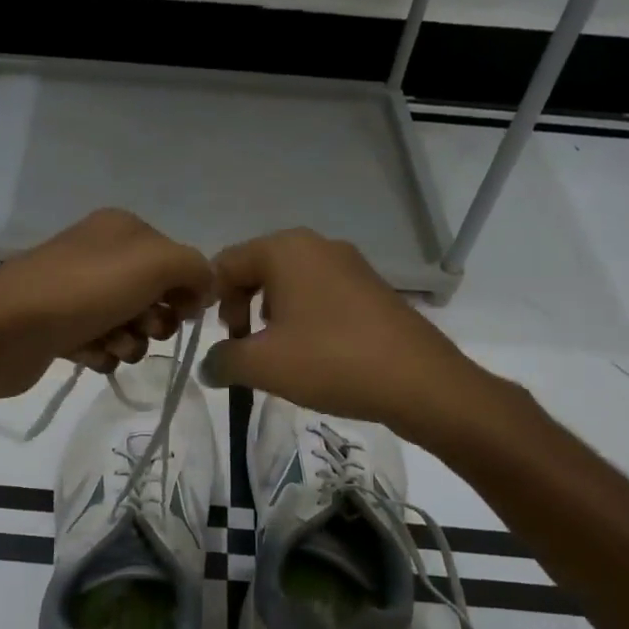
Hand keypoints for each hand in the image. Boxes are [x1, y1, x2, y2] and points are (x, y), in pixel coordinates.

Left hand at [0, 209, 212, 402]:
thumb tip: (204, 288)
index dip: (186, 291)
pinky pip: (101, 344)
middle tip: (142, 328)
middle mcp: (101, 255)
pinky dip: (102, 354)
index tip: (183, 313)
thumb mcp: (155, 264)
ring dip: (129, 343)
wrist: (5, 330)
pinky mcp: (61, 327)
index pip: (177, 261)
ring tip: (110, 345)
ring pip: (130, 325)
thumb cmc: (85, 290)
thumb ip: (195, 269)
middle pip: (155, 296)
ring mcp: (78, 292)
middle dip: (156, 321)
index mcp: (123, 229)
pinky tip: (89, 355)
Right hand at [199, 228, 511, 442]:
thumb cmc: (331, 361)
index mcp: (286, 249)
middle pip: (258, 268)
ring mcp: (350, 264)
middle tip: (243, 345)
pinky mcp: (371, 288)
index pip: (226, 262)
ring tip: (277, 354)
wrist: (420, 382)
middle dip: (241, 306)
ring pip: (290, 283)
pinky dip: (304, 318)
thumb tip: (207, 365)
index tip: (218, 338)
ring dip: (272, 314)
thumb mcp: (262, 364)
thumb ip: (223, 360)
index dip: (210, 299)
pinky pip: (321, 294)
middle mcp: (317, 245)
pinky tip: (313, 354)